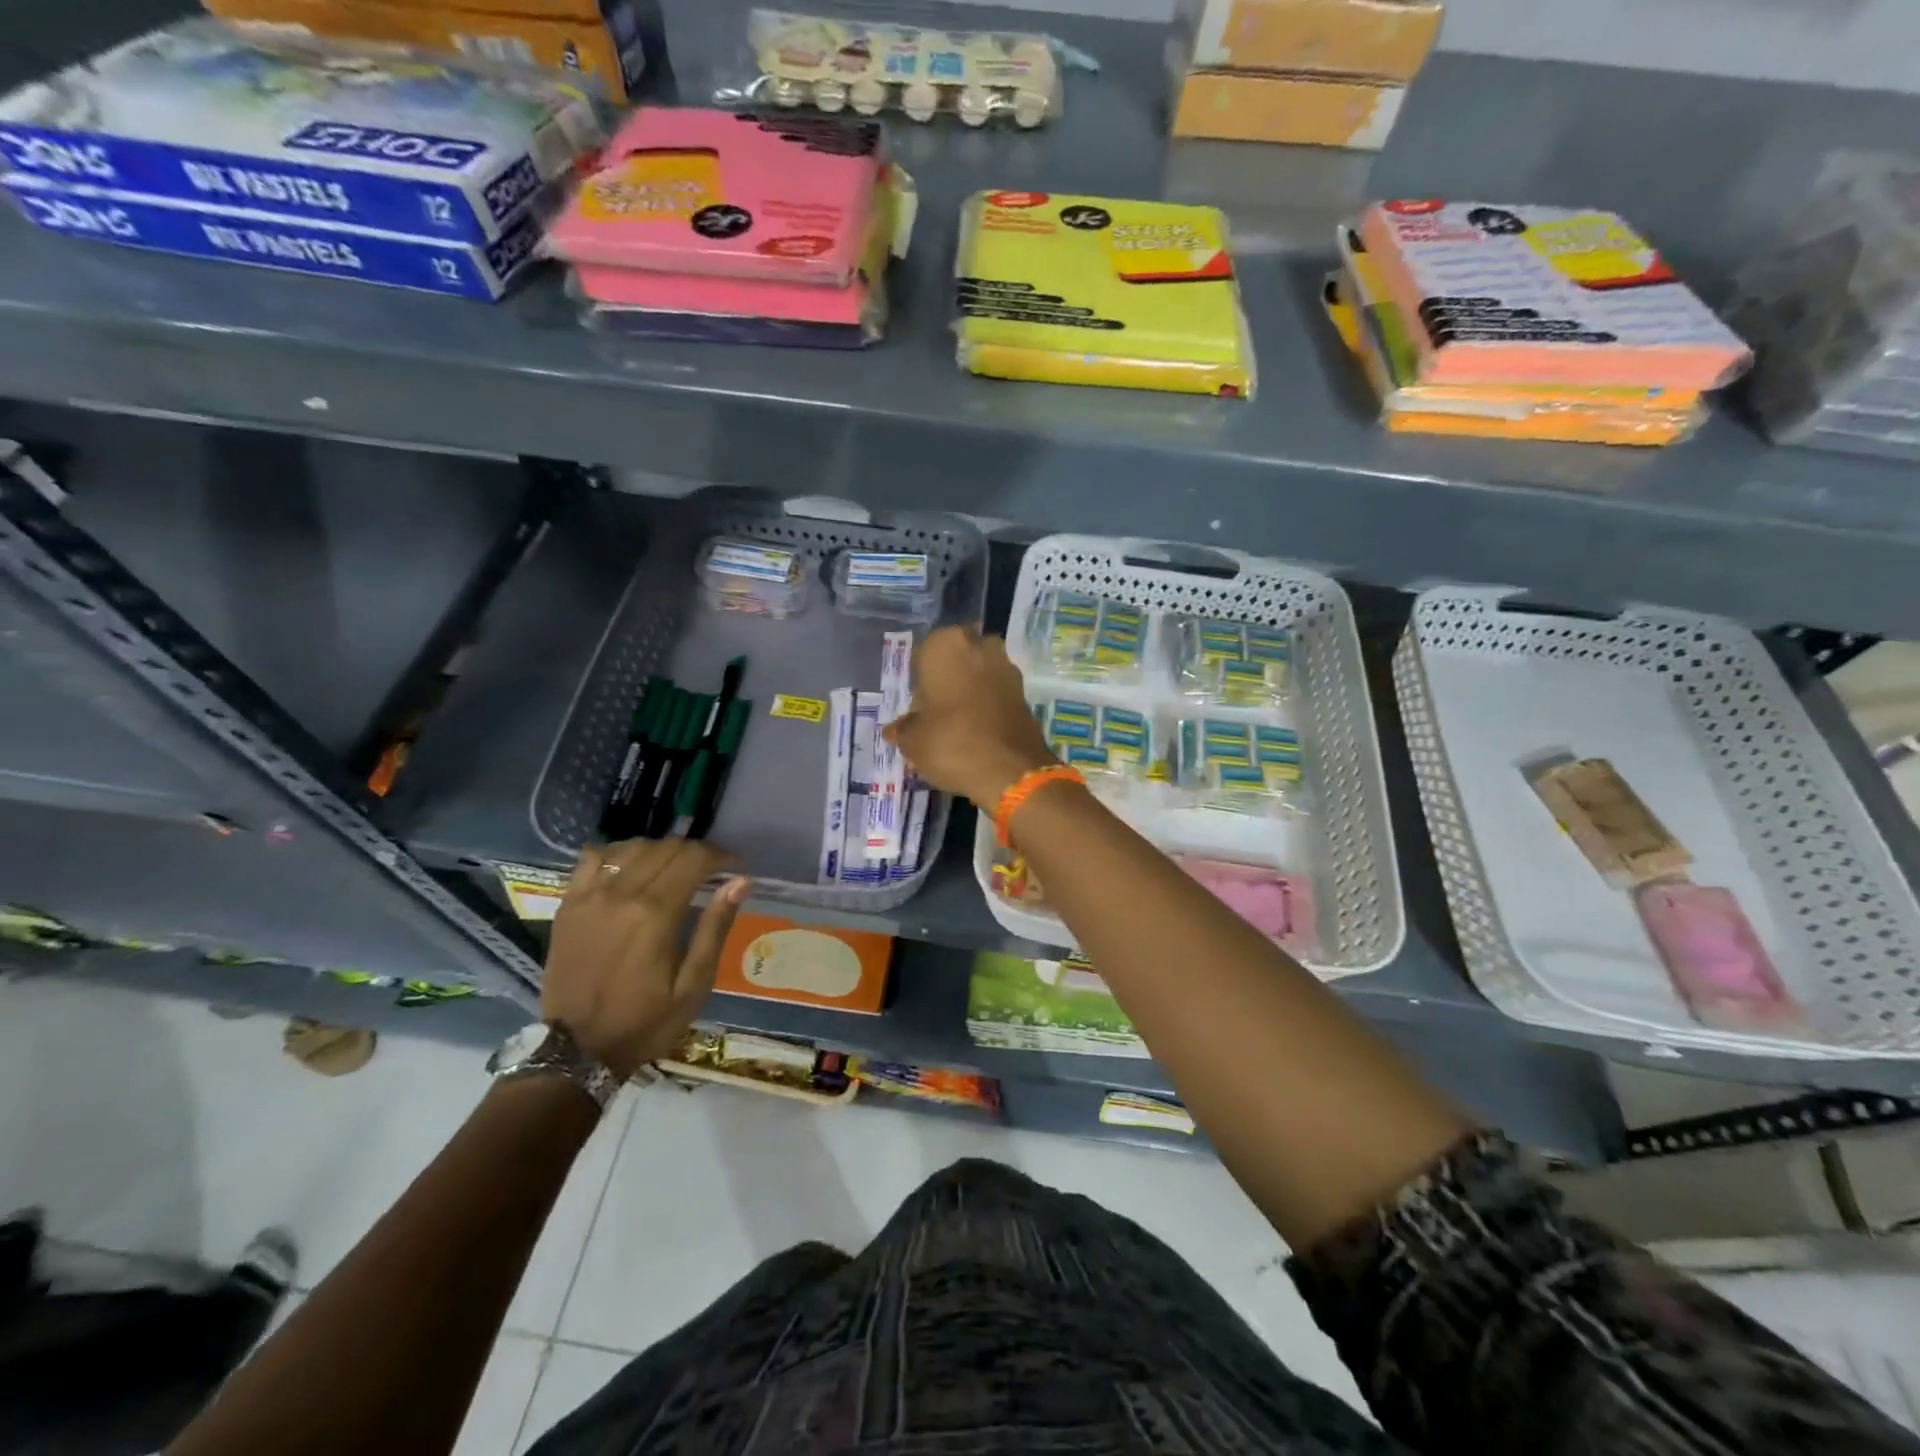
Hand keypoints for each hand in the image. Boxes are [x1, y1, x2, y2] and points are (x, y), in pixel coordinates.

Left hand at [543, 838, 749, 1079]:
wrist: (575, 1051)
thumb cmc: (644, 1022)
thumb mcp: (693, 985)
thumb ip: (715, 928)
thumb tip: (740, 881)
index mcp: (656, 913)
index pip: (694, 859)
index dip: (720, 856)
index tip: (735, 866)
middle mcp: (622, 894)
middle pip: (667, 848)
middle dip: (696, 852)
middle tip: (710, 871)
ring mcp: (590, 896)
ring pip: (634, 847)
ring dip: (661, 850)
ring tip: (674, 869)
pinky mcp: (569, 904)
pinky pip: (593, 858)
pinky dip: (618, 853)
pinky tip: (630, 867)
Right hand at [884, 626, 1057, 807]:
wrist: (1010, 770)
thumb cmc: (951, 742)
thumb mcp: (913, 741)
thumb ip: (903, 729)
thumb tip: (895, 730)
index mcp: (946, 644)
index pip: (922, 654)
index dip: (917, 682)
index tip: (915, 707)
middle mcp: (979, 646)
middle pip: (955, 660)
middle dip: (946, 681)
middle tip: (934, 713)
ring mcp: (1006, 667)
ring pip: (978, 674)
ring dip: (968, 692)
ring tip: (955, 725)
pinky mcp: (1024, 692)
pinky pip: (996, 693)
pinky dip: (986, 706)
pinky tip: (977, 731)